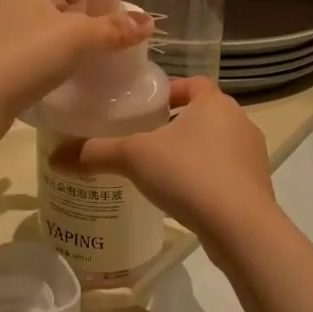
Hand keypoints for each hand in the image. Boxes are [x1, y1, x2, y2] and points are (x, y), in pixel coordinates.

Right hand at [49, 76, 273, 239]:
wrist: (242, 228)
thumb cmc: (190, 174)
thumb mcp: (134, 158)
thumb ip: (95, 153)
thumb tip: (54, 156)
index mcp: (215, 103)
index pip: (193, 82)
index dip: (171, 90)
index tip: (147, 105)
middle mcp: (240, 122)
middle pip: (205, 113)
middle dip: (177, 123)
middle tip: (145, 139)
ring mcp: (253, 156)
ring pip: (217, 144)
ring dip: (193, 152)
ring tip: (161, 170)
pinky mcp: (258, 187)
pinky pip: (227, 173)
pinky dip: (207, 178)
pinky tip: (184, 197)